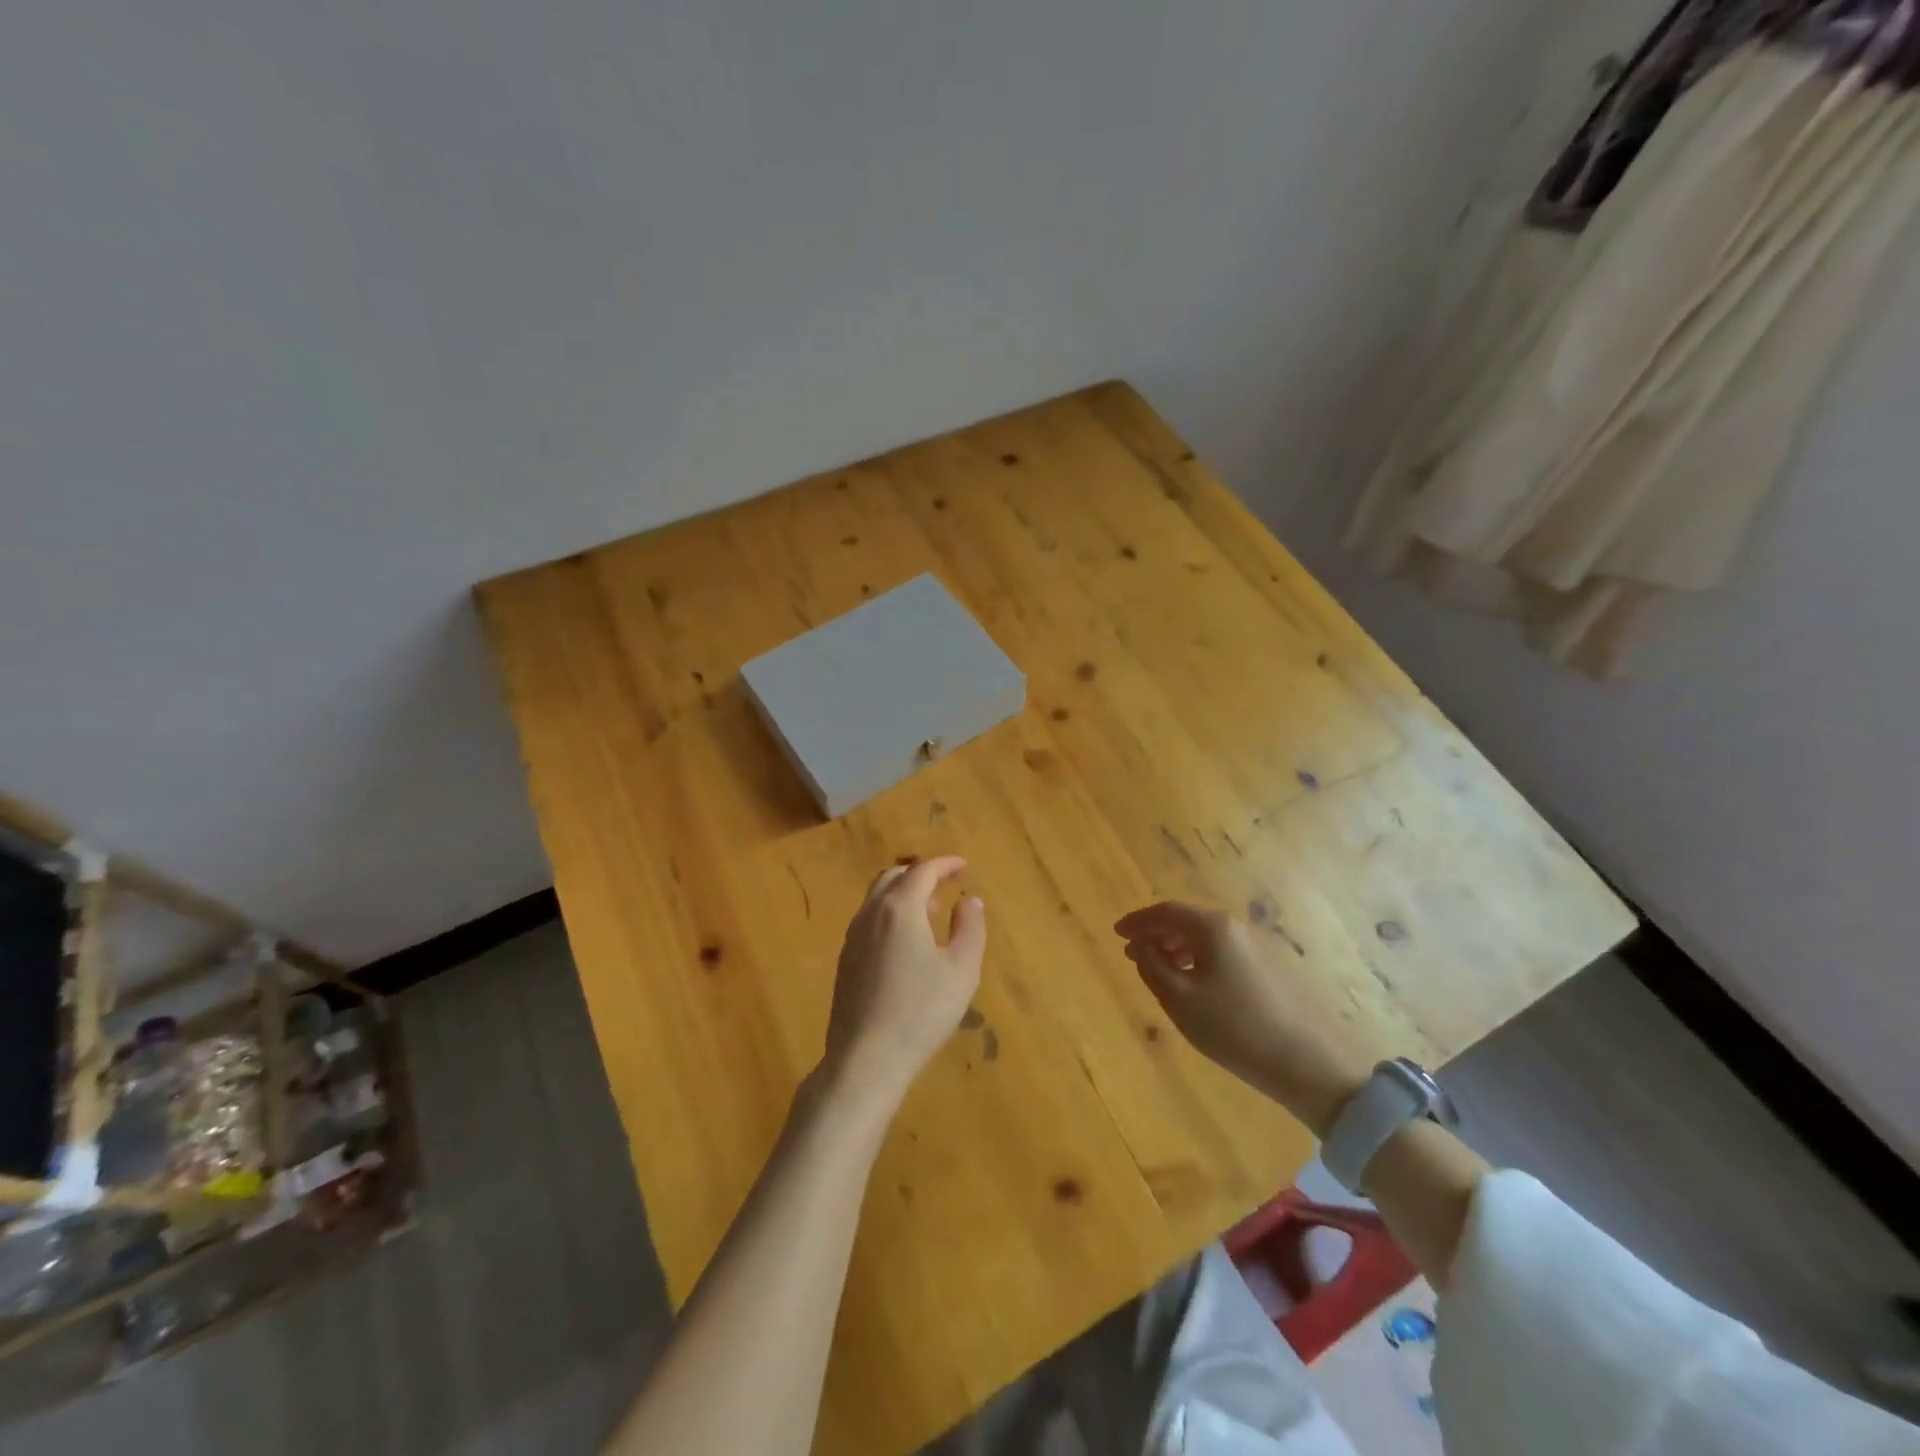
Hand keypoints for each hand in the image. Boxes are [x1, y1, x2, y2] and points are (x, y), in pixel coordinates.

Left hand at [823, 857, 985, 1110]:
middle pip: (893, 877)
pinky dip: (890, 914)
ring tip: (930, 911)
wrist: (866, 1058)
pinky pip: (869, 920)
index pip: (922, 871)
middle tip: (945, 884)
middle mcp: (871, 914)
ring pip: (877, 898)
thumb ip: (970, 928)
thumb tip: (970, 901)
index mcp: (900, 908)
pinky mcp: (845, 960)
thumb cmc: (921, 1011)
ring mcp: (853, 937)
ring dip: (904, 894)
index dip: (945, 864)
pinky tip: (906, 942)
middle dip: (921, 874)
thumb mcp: (962, 970)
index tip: (963, 865)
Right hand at [1115, 902, 1373, 1136]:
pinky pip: (1219, 953)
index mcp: (1212, 928)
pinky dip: (1196, 959)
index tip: (1116, 933)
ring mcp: (1254, 948)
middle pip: (1185, 921)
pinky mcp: (1265, 970)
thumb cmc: (1234, 1027)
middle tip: (1131, 952)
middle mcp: (1234, 929)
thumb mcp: (1180, 999)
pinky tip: (1190, 983)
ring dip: (1175, 948)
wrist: (1307, 1062)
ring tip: (1155, 968)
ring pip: (1203, 938)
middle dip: (1155, 934)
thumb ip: (1152, 967)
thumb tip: (1142, 946)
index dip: (1138, 921)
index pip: (1166, 912)